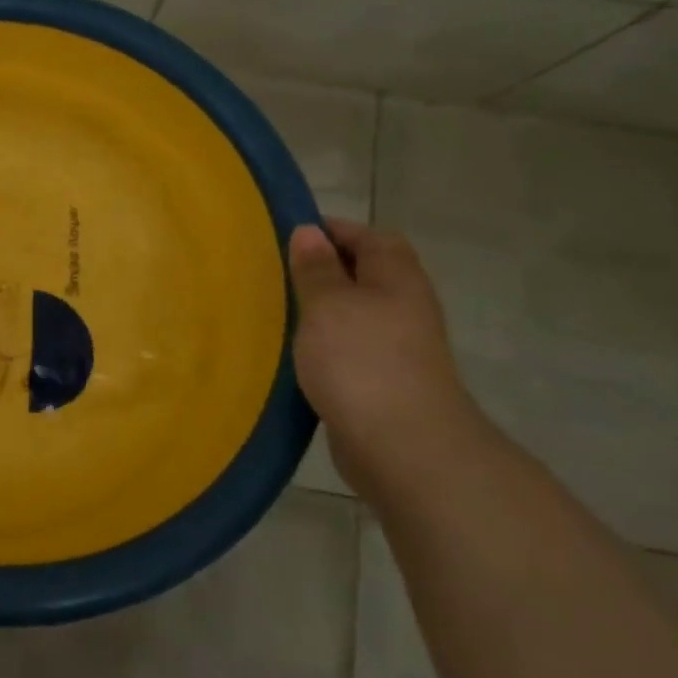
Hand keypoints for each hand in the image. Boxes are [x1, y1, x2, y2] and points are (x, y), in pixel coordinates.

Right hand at [288, 218, 489, 496]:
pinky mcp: (381, 382)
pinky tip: (291, 354)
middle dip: (320, 271)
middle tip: (274, 274)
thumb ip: (315, 267)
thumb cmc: (362, 361)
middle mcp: (403, 306)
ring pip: (352, 314)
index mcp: (396, 278)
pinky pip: (347, 349)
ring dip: (319, 312)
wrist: (404, 447)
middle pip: (362, 274)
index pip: (368, 236)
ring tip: (274, 311)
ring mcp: (396, 347)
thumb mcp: (328, 304)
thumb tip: (309, 231)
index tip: (287, 236)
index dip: (331, 230)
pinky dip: (322, 346)